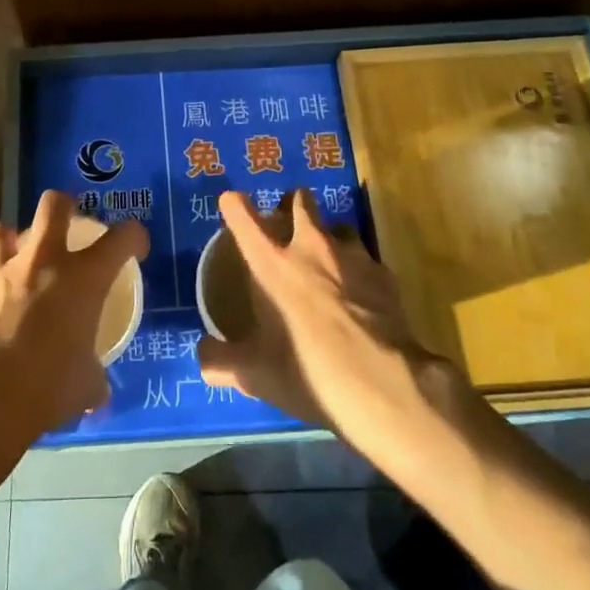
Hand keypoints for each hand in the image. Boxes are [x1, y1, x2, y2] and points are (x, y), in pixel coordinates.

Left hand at [0, 190, 148, 457]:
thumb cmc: (47, 389)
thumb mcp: (86, 386)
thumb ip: (94, 377)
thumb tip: (97, 390)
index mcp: (84, 278)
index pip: (122, 237)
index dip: (134, 237)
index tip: (135, 249)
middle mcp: (44, 263)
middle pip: (54, 204)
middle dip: (64, 206)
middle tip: (69, 225)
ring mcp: (1, 273)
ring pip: (4, 229)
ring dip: (15, 240)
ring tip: (21, 261)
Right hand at [197, 189, 457, 452]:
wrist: (383, 386)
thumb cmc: (308, 372)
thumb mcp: (255, 376)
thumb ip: (221, 362)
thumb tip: (203, 357)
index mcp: (271, 264)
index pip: (243, 218)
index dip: (234, 206)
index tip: (231, 202)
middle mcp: (311, 248)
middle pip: (300, 202)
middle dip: (293, 204)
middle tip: (288, 220)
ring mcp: (353, 257)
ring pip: (339, 227)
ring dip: (330, 237)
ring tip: (329, 259)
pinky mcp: (385, 275)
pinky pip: (367, 260)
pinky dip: (360, 270)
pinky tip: (361, 295)